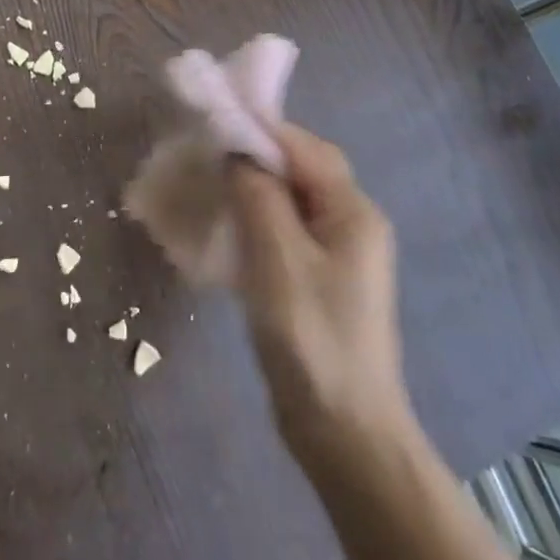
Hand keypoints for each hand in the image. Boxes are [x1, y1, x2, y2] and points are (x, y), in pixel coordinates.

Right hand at [229, 123, 407, 466]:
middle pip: (299, 170)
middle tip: (206, 159)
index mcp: (353, 211)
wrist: (345, 435)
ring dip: (252, 190)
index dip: (259, 130)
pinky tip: (227, 232)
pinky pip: (286, 233)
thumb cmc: (312, 339)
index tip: (212, 125)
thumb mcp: (278, 258)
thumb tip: (237, 150)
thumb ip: (257, 194)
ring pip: (290, 202)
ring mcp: (338, 255)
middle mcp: (352, 223)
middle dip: (254, 158)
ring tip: (209, 190)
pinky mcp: (320, 281)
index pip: (303, 147)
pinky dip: (256, 222)